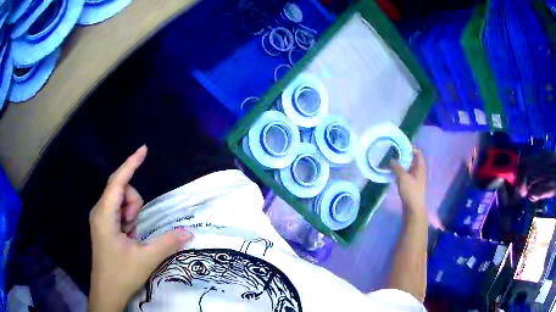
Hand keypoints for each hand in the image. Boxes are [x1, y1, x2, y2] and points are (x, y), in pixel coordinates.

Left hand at [88, 146, 192, 311]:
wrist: (107, 291)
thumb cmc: (121, 274)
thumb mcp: (146, 259)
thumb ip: (167, 242)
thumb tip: (188, 232)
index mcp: (105, 214)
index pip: (118, 182)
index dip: (131, 164)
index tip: (144, 149)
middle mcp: (100, 211)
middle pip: (121, 190)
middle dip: (134, 204)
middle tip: (135, 227)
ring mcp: (101, 218)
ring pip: (121, 201)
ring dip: (132, 214)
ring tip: (132, 235)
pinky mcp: (104, 225)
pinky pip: (119, 211)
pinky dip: (128, 220)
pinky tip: (129, 237)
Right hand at [390, 147, 426, 215]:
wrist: (413, 209)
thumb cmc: (411, 191)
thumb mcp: (403, 177)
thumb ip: (397, 167)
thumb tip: (391, 160)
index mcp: (420, 167)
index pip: (417, 153)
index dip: (410, 148)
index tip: (399, 145)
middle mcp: (418, 171)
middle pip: (411, 160)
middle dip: (402, 156)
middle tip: (392, 153)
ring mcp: (415, 179)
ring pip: (407, 168)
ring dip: (399, 165)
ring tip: (389, 162)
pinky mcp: (410, 186)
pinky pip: (404, 176)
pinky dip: (398, 173)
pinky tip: (391, 173)